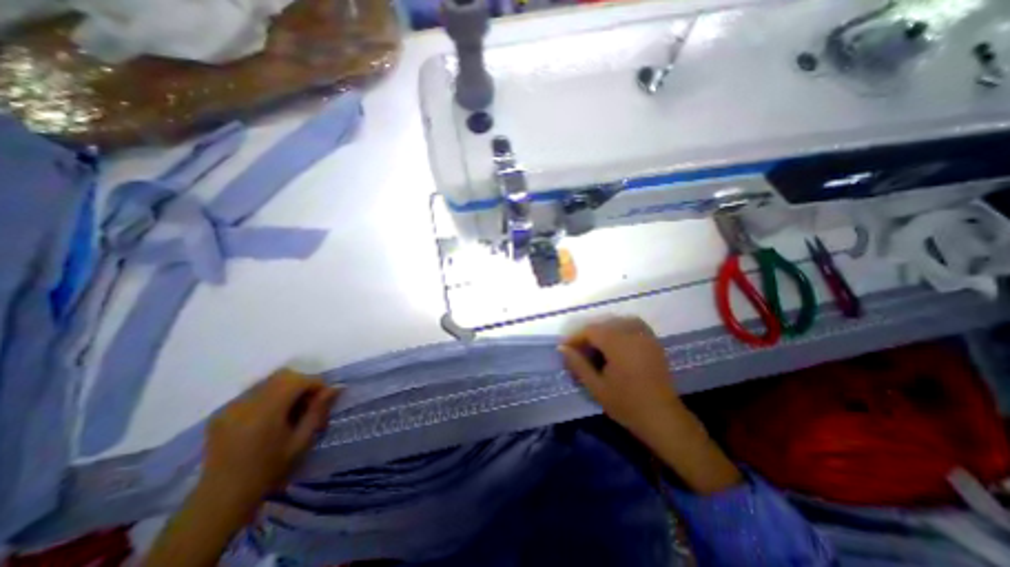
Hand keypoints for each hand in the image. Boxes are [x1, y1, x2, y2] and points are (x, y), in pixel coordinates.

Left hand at [198, 370, 341, 510]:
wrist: (221, 498)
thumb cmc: (268, 471)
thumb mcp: (301, 441)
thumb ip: (318, 410)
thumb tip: (336, 387)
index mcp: (265, 412)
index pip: (298, 380)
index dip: (316, 384)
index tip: (323, 399)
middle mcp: (245, 404)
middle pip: (283, 376)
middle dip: (302, 383)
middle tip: (308, 403)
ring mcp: (230, 407)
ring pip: (269, 381)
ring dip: (286, 388)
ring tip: (290, 410)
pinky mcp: (221, 412)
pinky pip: (254, 392)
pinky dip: (270, 396)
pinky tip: (270, 417)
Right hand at [560, 317, 738, 493]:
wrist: (662, 418)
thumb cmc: (626, 404)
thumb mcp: (596, 387)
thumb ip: (578, 364)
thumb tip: (562, 348)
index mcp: (617, 344)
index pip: (590, 330)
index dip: (575, 337)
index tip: (566, 349)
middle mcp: (632, 333)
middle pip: (603, 324)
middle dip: (588, 335)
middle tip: (580, 351)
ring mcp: (645, 336)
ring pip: (618, 322)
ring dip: (604, 331)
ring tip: (597, 347)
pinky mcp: (653, 341)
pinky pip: (633, 325)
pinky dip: (621, 329)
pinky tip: (617, 343)